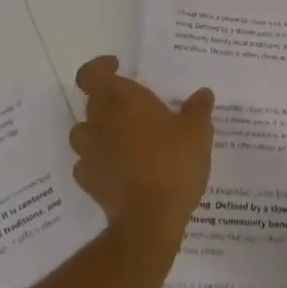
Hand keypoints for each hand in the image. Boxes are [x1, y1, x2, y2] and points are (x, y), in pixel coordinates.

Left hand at [69, 56, 214, 246]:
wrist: (149, 219)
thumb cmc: (173, 163)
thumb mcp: (197, 132)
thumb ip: (198, 109)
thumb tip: (203, 93)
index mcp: (121, 100)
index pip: (90, 74)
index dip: (100, 68)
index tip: (118, 68)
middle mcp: (99, 121)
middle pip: (91, 101)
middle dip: (108, 100)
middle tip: (133, 106)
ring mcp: (89, 153)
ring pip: (83, 132)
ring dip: (98, 130)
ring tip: (122, 137)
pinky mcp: (89, 182)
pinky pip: (87, 164)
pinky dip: (98, 161)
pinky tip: (117, 168)